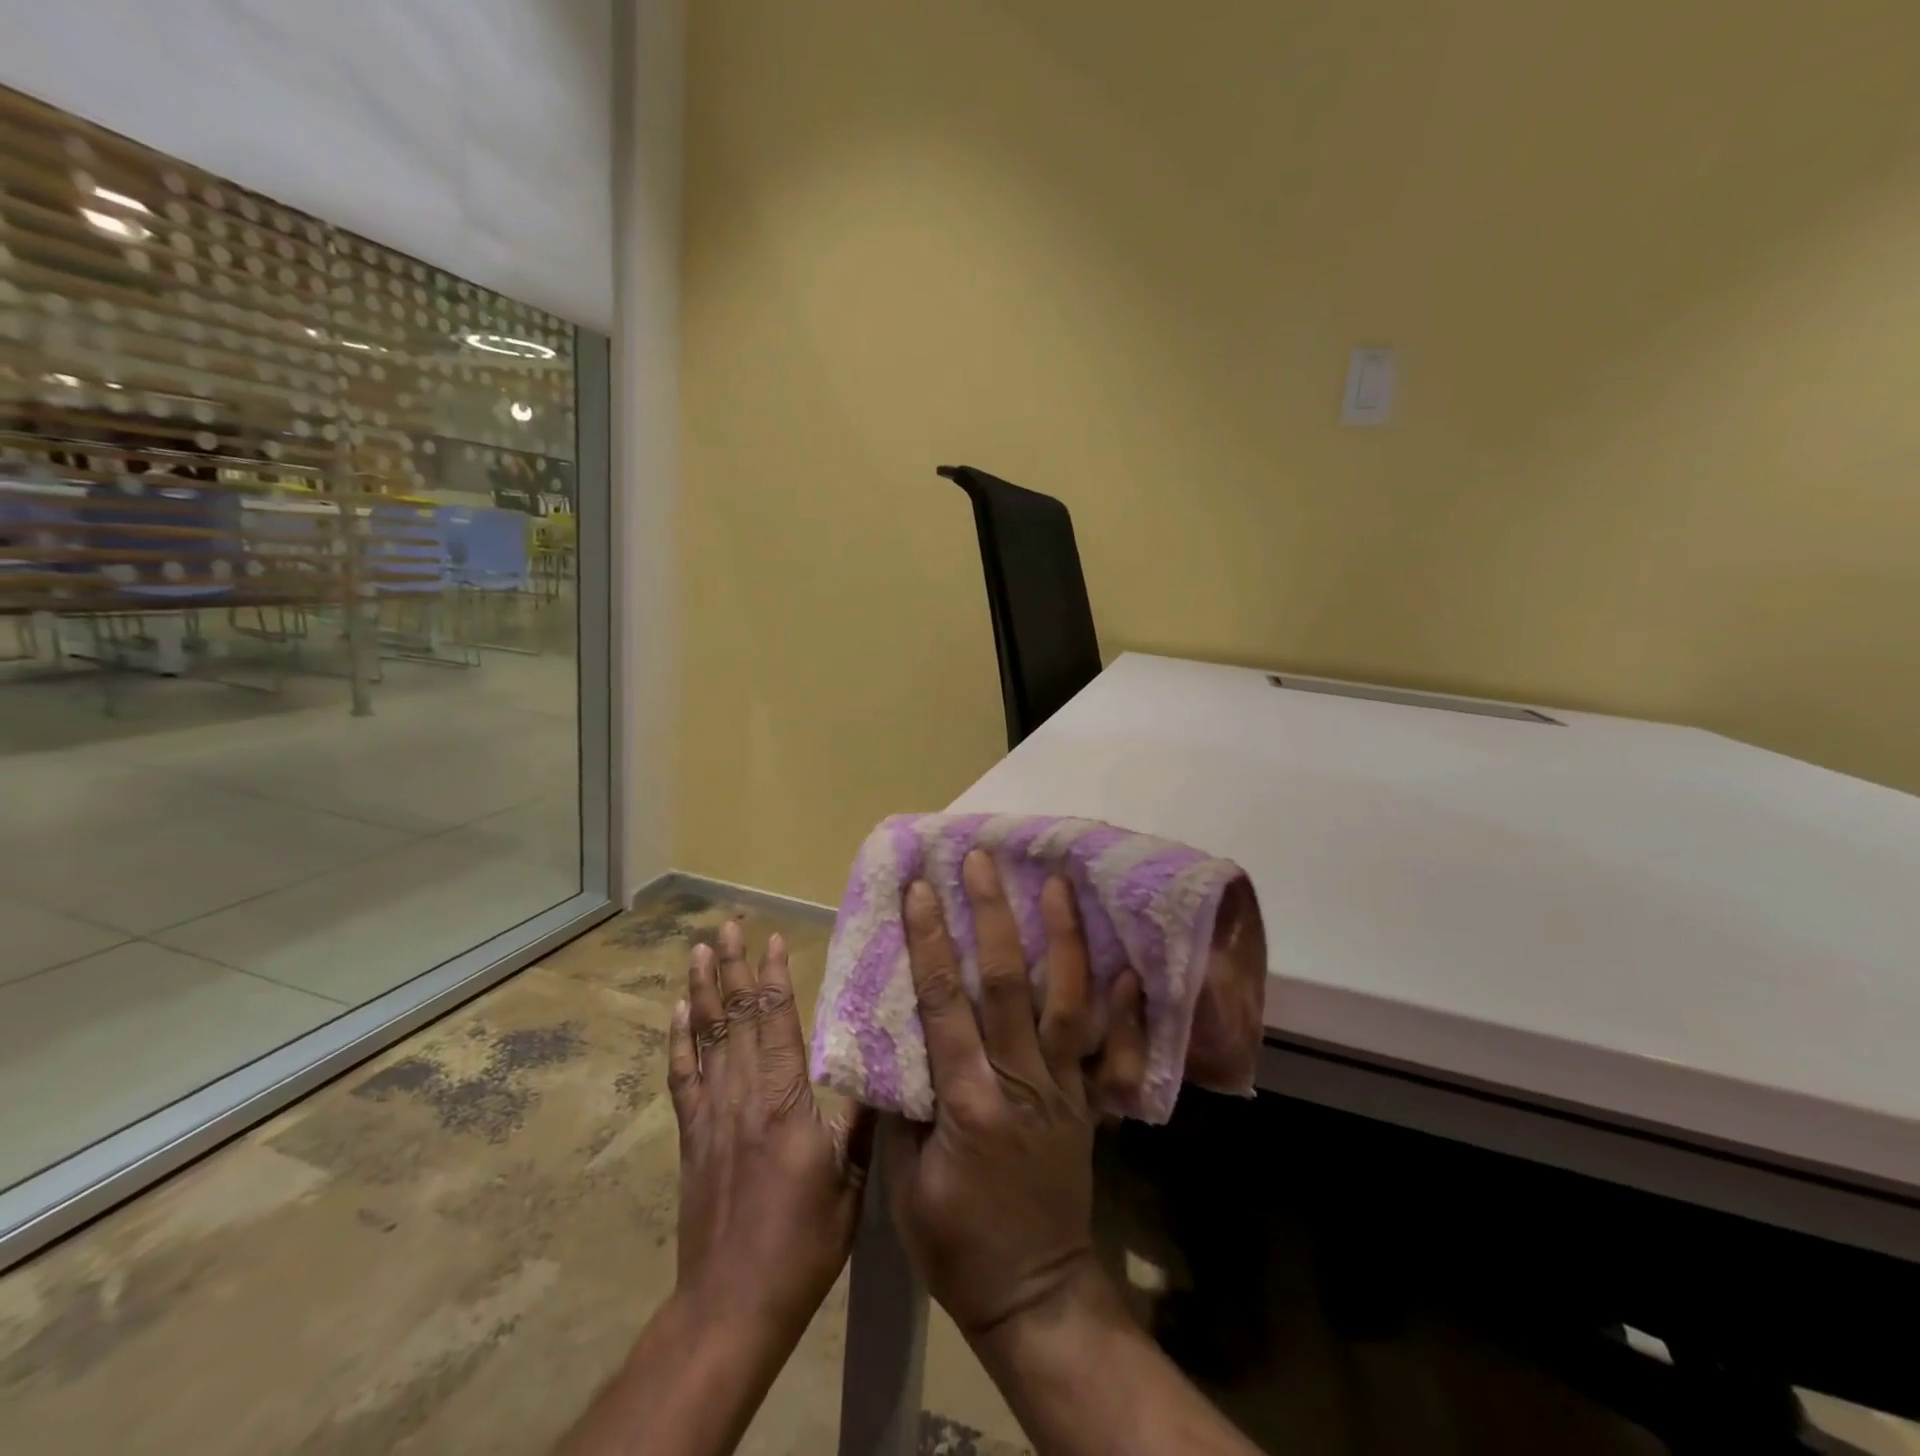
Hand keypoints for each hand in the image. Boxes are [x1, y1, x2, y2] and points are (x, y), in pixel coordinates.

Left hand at [667, 921, 874, 1351]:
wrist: (731, 1307)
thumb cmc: (802, 1245)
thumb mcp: (850, 1183)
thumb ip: (860, 1118)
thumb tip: (882, 1062)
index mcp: (785, 1103)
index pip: (776, 1023)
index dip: (772, 978)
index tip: (771, 938)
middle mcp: (743, 1096)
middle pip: (735, 1018)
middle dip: (731, 966)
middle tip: (727, 924)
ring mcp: (711, 1115)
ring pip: (705, 1037)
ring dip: (701, 990)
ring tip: (698, 950)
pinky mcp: (692, 1137)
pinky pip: (682, 1077)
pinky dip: (678, 1040)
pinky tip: (677, 1012)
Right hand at [885, 851, 1147, 1340]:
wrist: (1035, 1294)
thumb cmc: (955, 1243)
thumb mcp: (904, 1183)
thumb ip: (901, 1107)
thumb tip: (891, 1042)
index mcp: (967, 1100)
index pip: (942, 1003)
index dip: (929, 942)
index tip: (920, 889)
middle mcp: (1020, 1081)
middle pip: (1006, 984)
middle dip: (991, 915)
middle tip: (981, 862)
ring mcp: (1063, 1089)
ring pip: (1066, 1001)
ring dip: (1060, 939)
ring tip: (1056, 884)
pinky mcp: (1088, 1103)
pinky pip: (1111, 1050)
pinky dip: (1123, 1008)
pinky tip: (1127, 967)